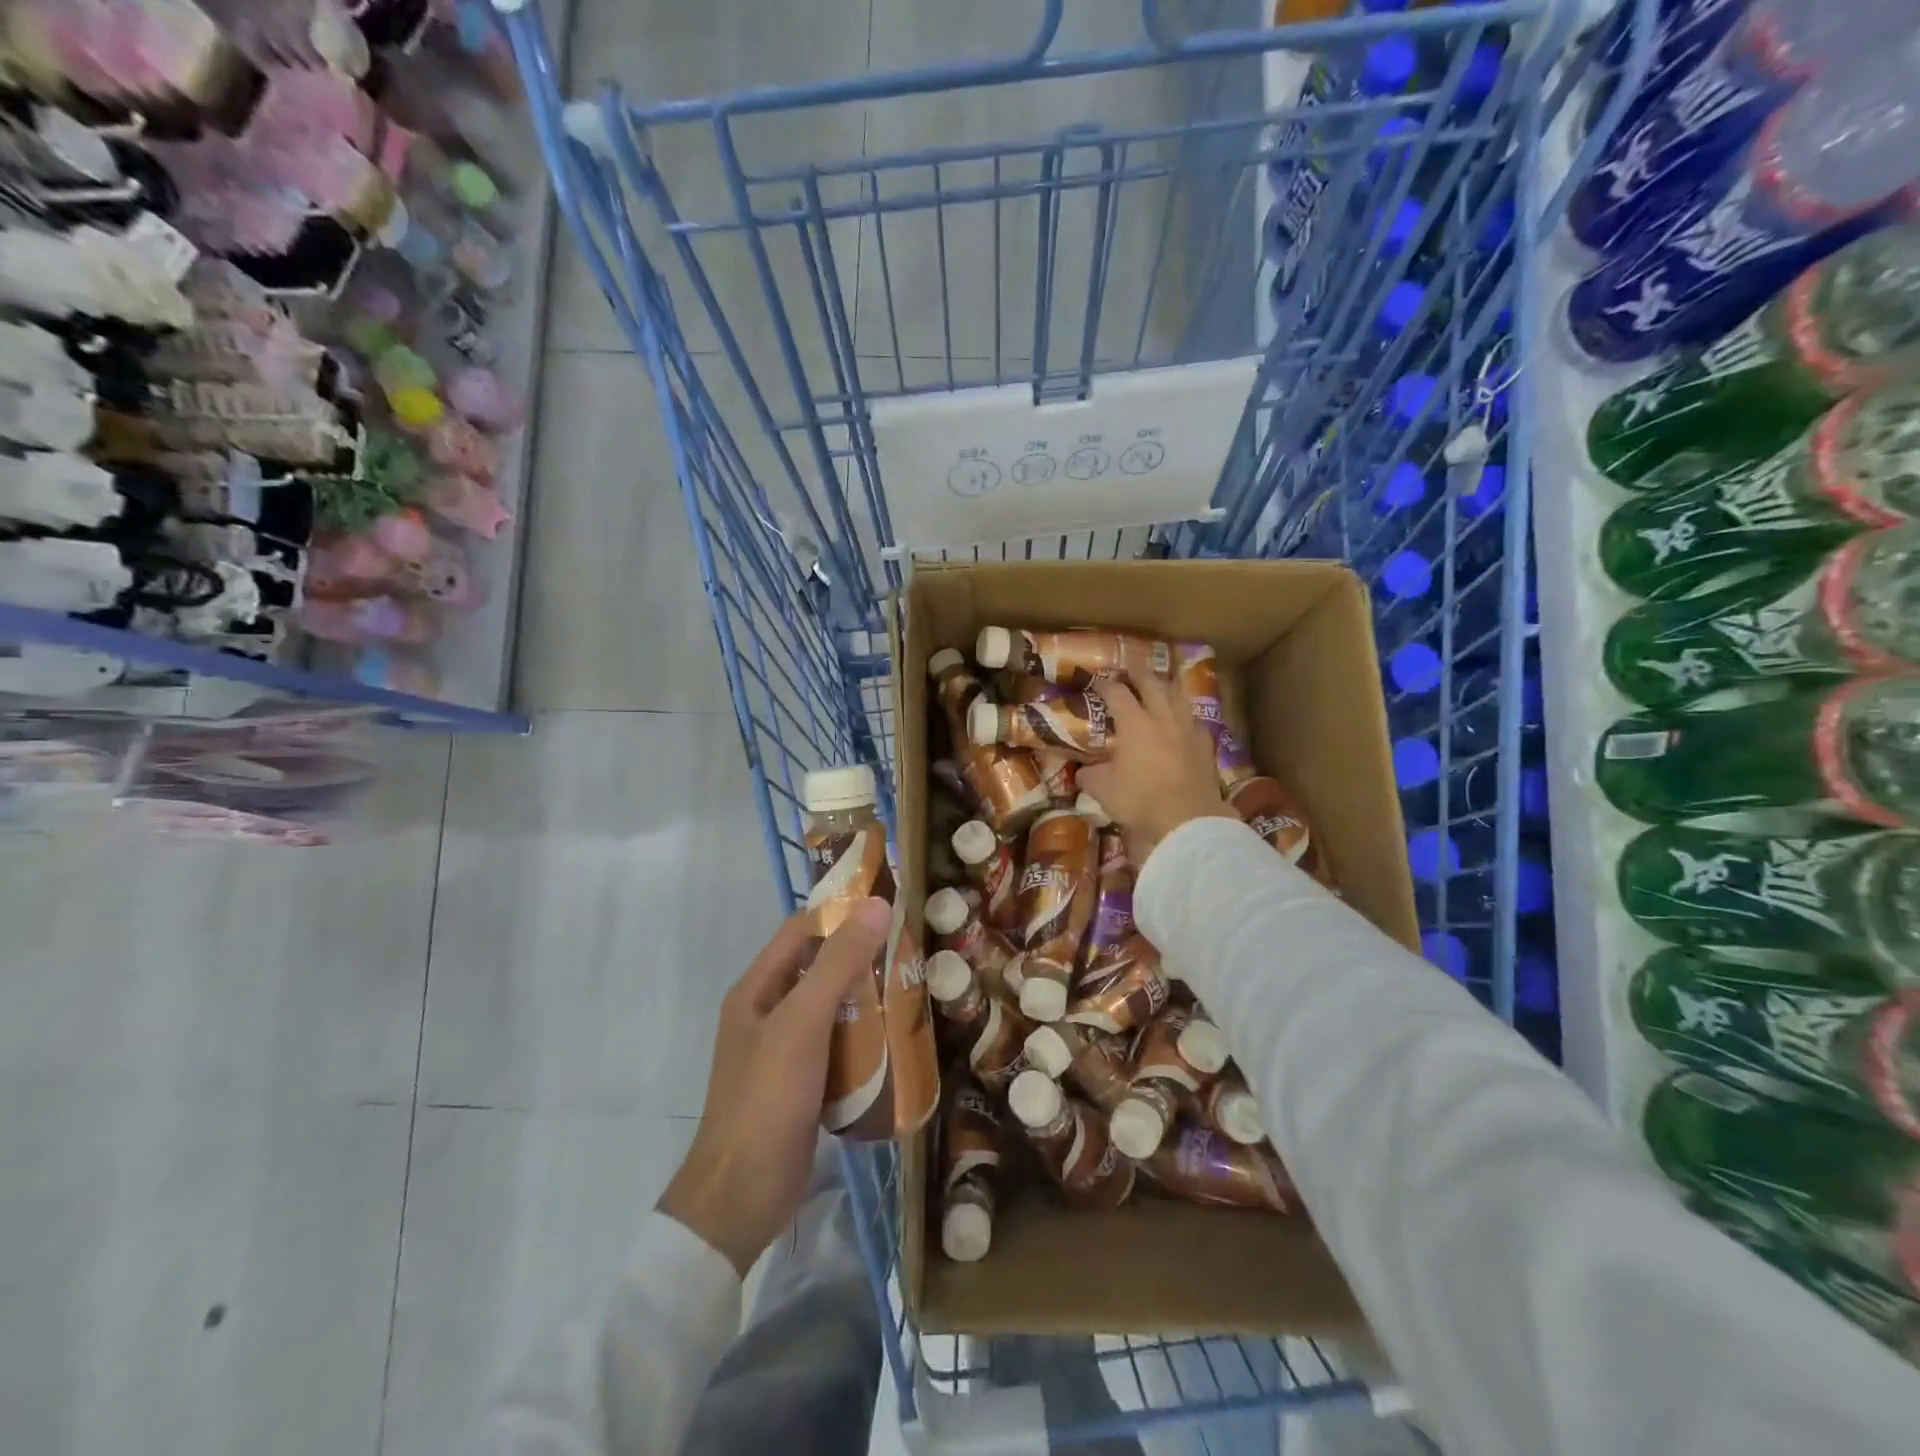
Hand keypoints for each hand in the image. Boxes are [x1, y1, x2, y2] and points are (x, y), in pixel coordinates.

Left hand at [658, 897, 891, 1275]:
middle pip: (819, 968)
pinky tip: (898, 1039)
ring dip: (868, 998)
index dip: (840, 912)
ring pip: (833, 1008)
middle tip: (911, 949)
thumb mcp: (803, 1023)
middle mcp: (769, 1013)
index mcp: (757, 989)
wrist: (742, 1196)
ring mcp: (785, 1051)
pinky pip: (839, 1045)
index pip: (801, 931)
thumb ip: (838, 963)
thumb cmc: (767, 1097)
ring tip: (914, 988)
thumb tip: (876, 903)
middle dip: (862, 957)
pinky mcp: (804, 1084)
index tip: (888, 904)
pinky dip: (865, 1037)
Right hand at [1080, 673, 1238, 867]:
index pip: (1117, 693)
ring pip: (1178, 696)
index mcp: (1135, 723)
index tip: (1096, 681)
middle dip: (1138, 673)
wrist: (1188, 819)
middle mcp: (1162, 718)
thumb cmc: (1140, 800)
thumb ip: (1090, 775)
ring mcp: (1187, 729)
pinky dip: (1184, 714)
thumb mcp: (1103, 790)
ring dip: (1167, 686)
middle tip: (1130, 670)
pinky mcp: (1205, 745)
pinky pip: (1193, 719)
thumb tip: (1082, 771)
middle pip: (1152, 684)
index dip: (1104, 684)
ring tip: (1160, 684)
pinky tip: (1182, 721)